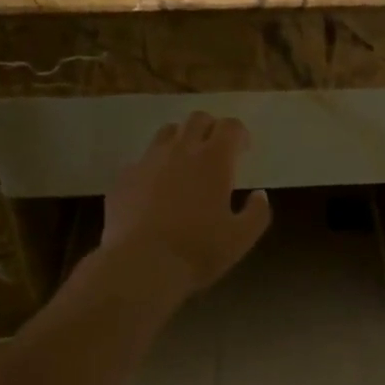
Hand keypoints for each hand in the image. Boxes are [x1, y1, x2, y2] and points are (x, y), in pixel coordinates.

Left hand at [102, 112, 272, 296]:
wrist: (140, 265)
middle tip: (216, 151)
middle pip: (197, 119)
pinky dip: (154, 166)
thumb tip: (260, 195)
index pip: (230, 126)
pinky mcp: (124, 177)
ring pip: (167, 132)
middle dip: (210, 128)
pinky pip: (142, 160)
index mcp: (214, 160)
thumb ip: (257, 213)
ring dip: (181, 140)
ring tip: (185, 163)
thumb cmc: (197, 251)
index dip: (239, 133)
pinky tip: (155, 189)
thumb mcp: (240, 239)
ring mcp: (148, 160)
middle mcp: (180, 150)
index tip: (243, 149)